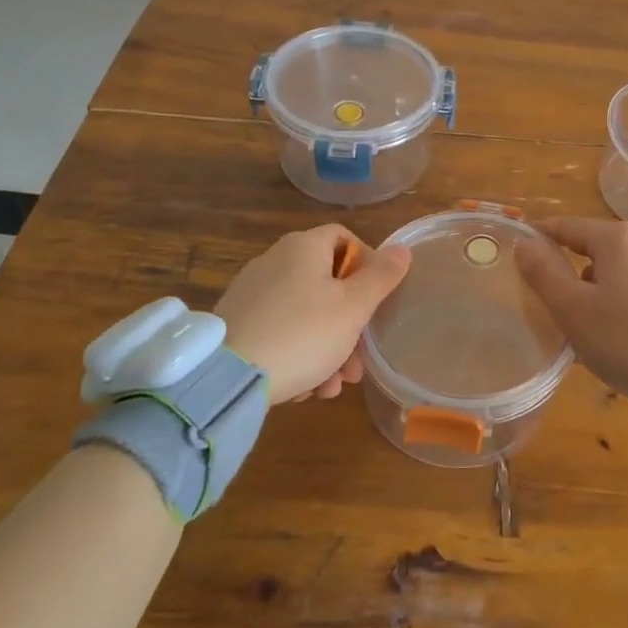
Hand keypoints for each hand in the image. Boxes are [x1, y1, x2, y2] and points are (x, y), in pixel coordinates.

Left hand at [215, 225, 410, 402]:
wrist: (226, 378)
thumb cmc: (303, 333)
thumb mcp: (354, 307)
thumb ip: (381, 277)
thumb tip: (401, 249)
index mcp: (303, 247)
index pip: (343, 237)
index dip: (366, 262)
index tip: (377, 297)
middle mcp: (274, 261)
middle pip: (326, 284)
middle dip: (349, 325)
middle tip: (357, 364)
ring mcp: (251, 294)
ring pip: (304, 315)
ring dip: (327, 350)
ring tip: (332, 389)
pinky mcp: (236, 325)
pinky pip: (279, 333)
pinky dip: (297, 355)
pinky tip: (303, 389)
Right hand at [513, 216, 627, 422]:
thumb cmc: (627, 340)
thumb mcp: (572, 310)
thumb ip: (543, 274)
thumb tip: (524, 244)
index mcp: (619, 238)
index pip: (567, 226)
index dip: (541, 239)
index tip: (520, 256)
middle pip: (596, 248)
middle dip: (572, 271)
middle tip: (552, 304)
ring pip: (620, 271)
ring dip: (599, 290)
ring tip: (587, 328)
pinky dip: (624, 303)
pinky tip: (621, 336)